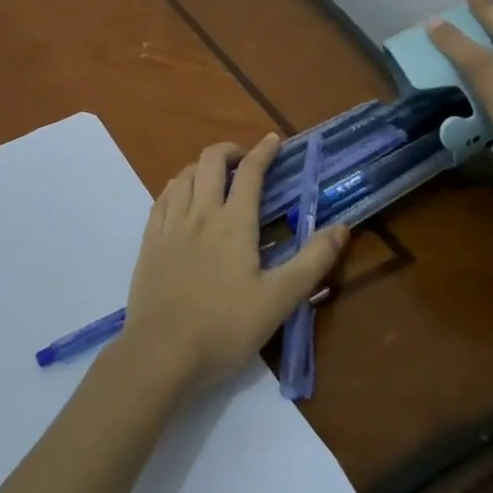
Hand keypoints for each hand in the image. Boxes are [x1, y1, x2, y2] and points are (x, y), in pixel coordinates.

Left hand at [121, 135, 349, 391]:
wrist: (162, 352)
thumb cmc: (225, 327)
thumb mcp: (280, 299)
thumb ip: (312, 260)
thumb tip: (342, 227)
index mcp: (234, 222)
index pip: (251, 173)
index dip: (264, 152)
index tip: (274, 140)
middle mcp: (200, 212)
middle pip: (211, 161)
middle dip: (229, 150)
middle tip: (244, 159)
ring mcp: (170, 225)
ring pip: (184, 175)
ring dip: (202, 166)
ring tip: (215, 177)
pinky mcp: (150, 241)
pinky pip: (162, 197)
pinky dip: (177, 185)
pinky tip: (180, 195)